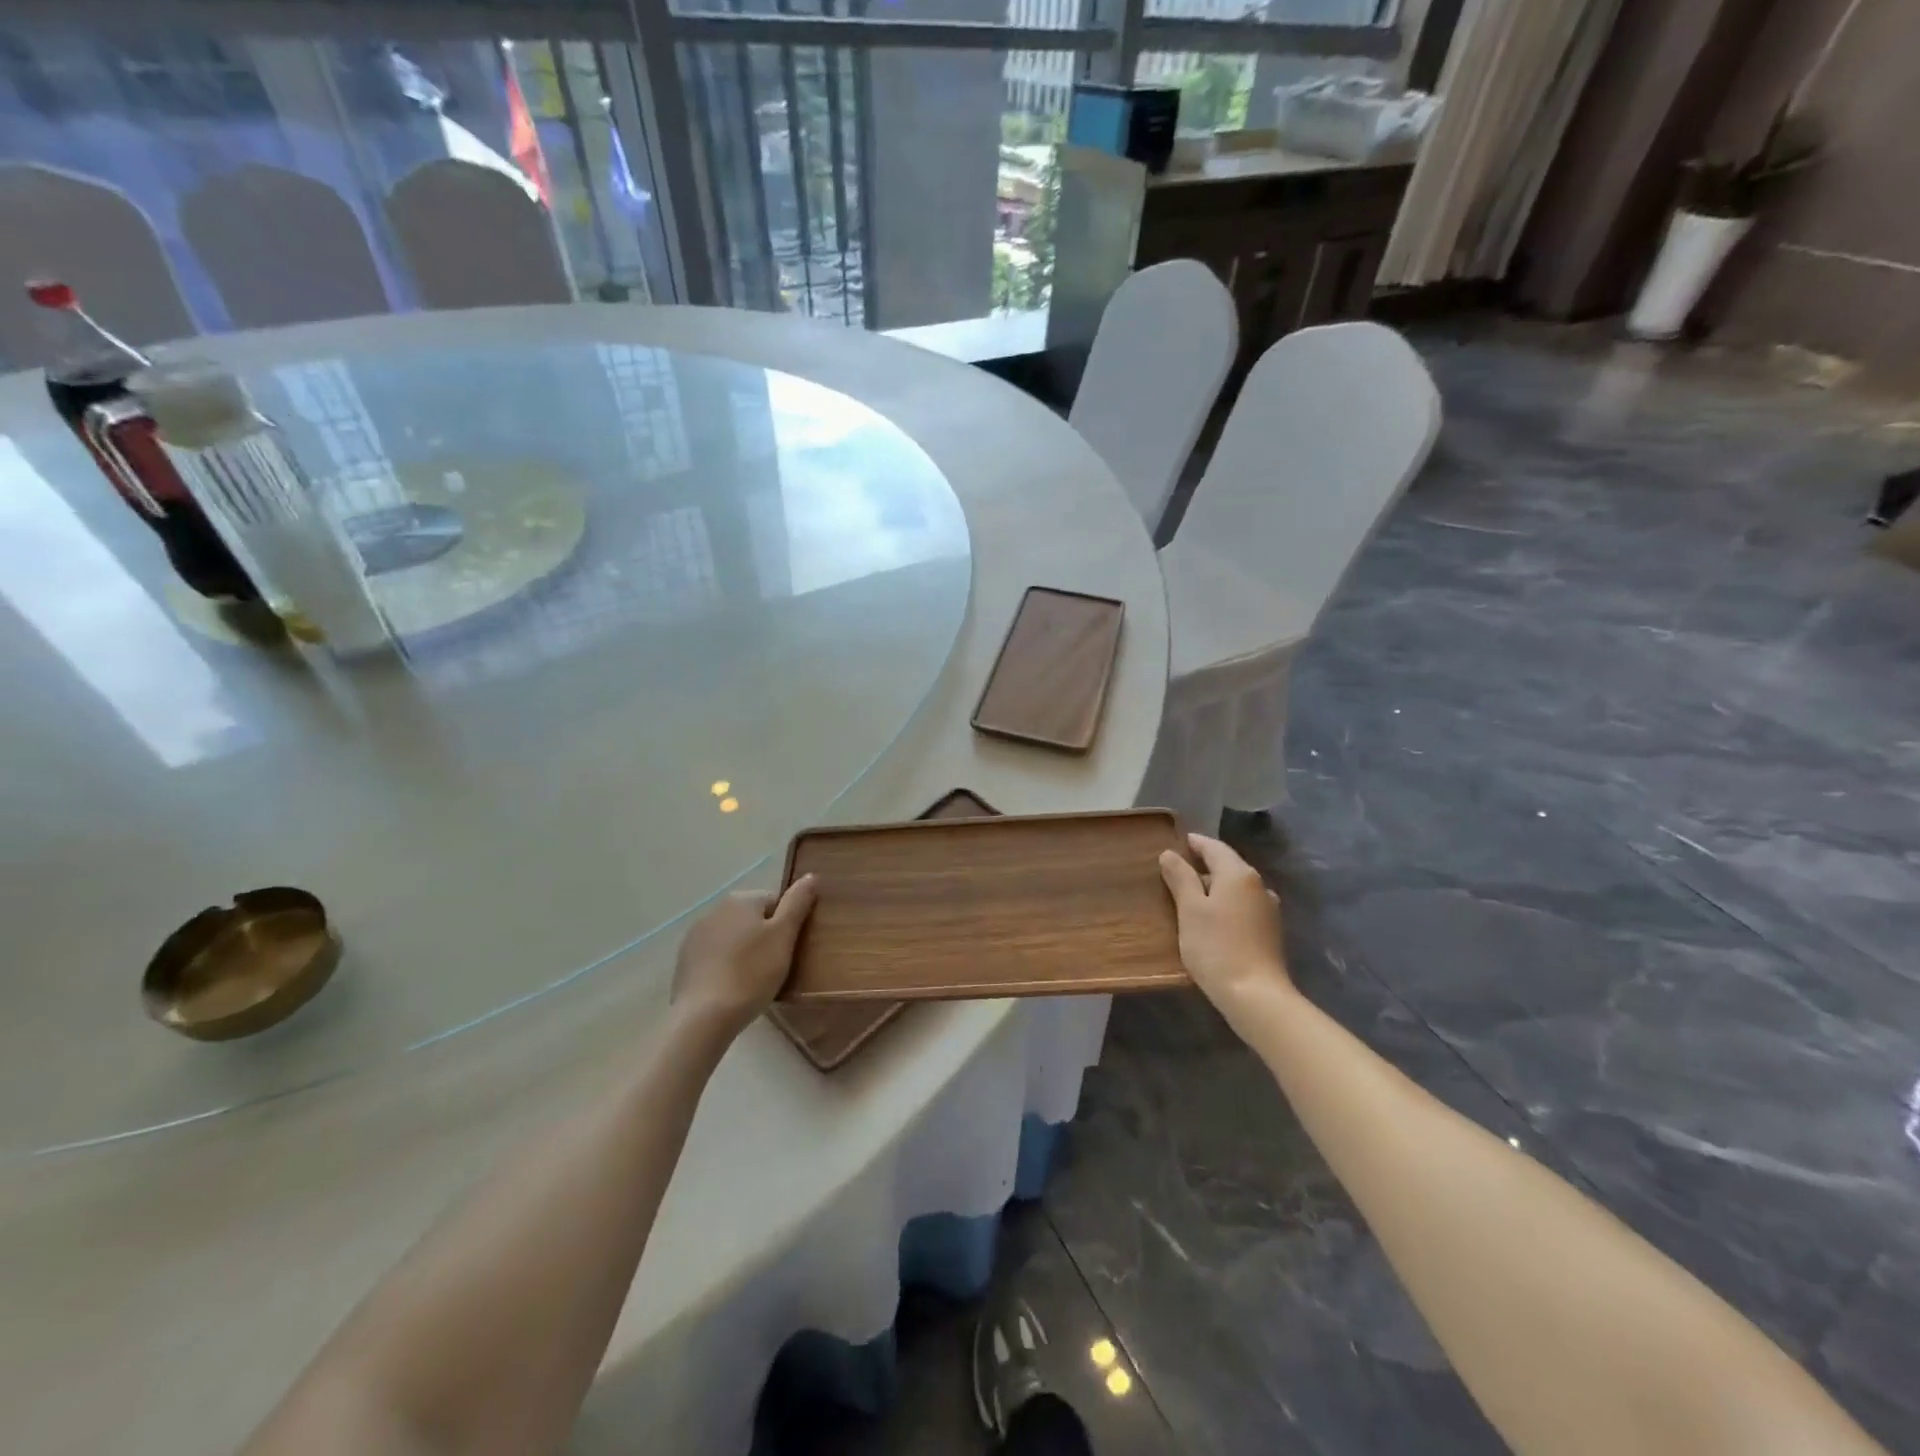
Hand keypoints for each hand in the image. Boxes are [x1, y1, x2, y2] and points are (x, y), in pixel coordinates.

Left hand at [670, 877, 817, 1040]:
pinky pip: (715, 956)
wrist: (704, 1017)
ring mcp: (695, 935)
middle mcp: (715, 909)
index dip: (787, 926)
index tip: (788, 950)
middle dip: (765, 938)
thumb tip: (811, 875)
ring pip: (733, 937)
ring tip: (753, 981)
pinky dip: (725, 966)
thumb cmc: (751, 973)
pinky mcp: (685, 961)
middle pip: (752, 918)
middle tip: (774, 967)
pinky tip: (731, 988)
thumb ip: (797, 903)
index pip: (776, 901)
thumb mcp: (784, 936)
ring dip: (744, 951)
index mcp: (741, 898)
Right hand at [1158, 834, 1292, 1025]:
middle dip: (1203, 865)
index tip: (1175, 843)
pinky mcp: (1269, 930)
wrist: (1256, 995)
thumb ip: (1181, 878)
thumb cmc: (1216, 947)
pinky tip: (1211, 918)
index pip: (1214, 847)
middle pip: (1227, 865)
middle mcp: (1258, 885)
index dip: (1194, 843)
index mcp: (1238, 874)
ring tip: (1189, 895)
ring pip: (1236, 887)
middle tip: (1176, 870)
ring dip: (1214, 886)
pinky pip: (1242, 905)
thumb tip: (1170, 853)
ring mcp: (1268, 908)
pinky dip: (1225, 903)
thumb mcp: (1190, 910)